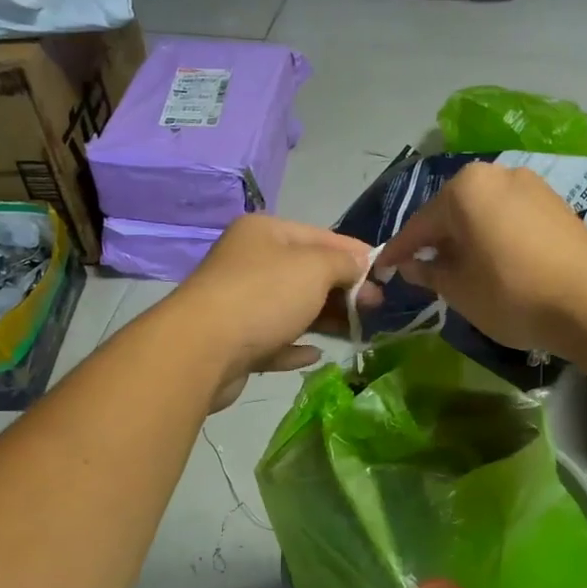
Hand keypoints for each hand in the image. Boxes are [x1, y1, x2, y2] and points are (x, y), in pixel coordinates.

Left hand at [169, 214, 375, 409]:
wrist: (201, 349)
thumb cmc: (264, 296)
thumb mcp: (315, 268)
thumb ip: (344, 264)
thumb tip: (361, 266)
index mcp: (265, 233)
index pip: (321, 236)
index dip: (356, 255)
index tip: (385, 277)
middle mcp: (249, 262)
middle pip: (306, 274)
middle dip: (343, 290)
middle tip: (375, 310)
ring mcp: (239, 303)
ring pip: (291, 309)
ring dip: (324, 320)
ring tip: (357, 333)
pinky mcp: (234, 343)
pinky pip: (273, 341)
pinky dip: (294, 346)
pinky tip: (314, 354)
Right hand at [377, 163, 586, 354]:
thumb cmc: (512, 295)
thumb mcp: (459, 290)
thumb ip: (429, 272)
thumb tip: (413, 266)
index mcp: (465, 189)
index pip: (420, 224)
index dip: (399, 251)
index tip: (382, 269)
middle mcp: (497, 174)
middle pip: (453, 211)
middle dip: (435, 241)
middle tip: (421, 270)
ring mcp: (532, 185)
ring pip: (484, 213)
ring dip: (467, 238)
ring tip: (458, 269)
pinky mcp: (557, 203)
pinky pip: (510, 217)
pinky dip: (494, 237)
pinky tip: (493, 262)